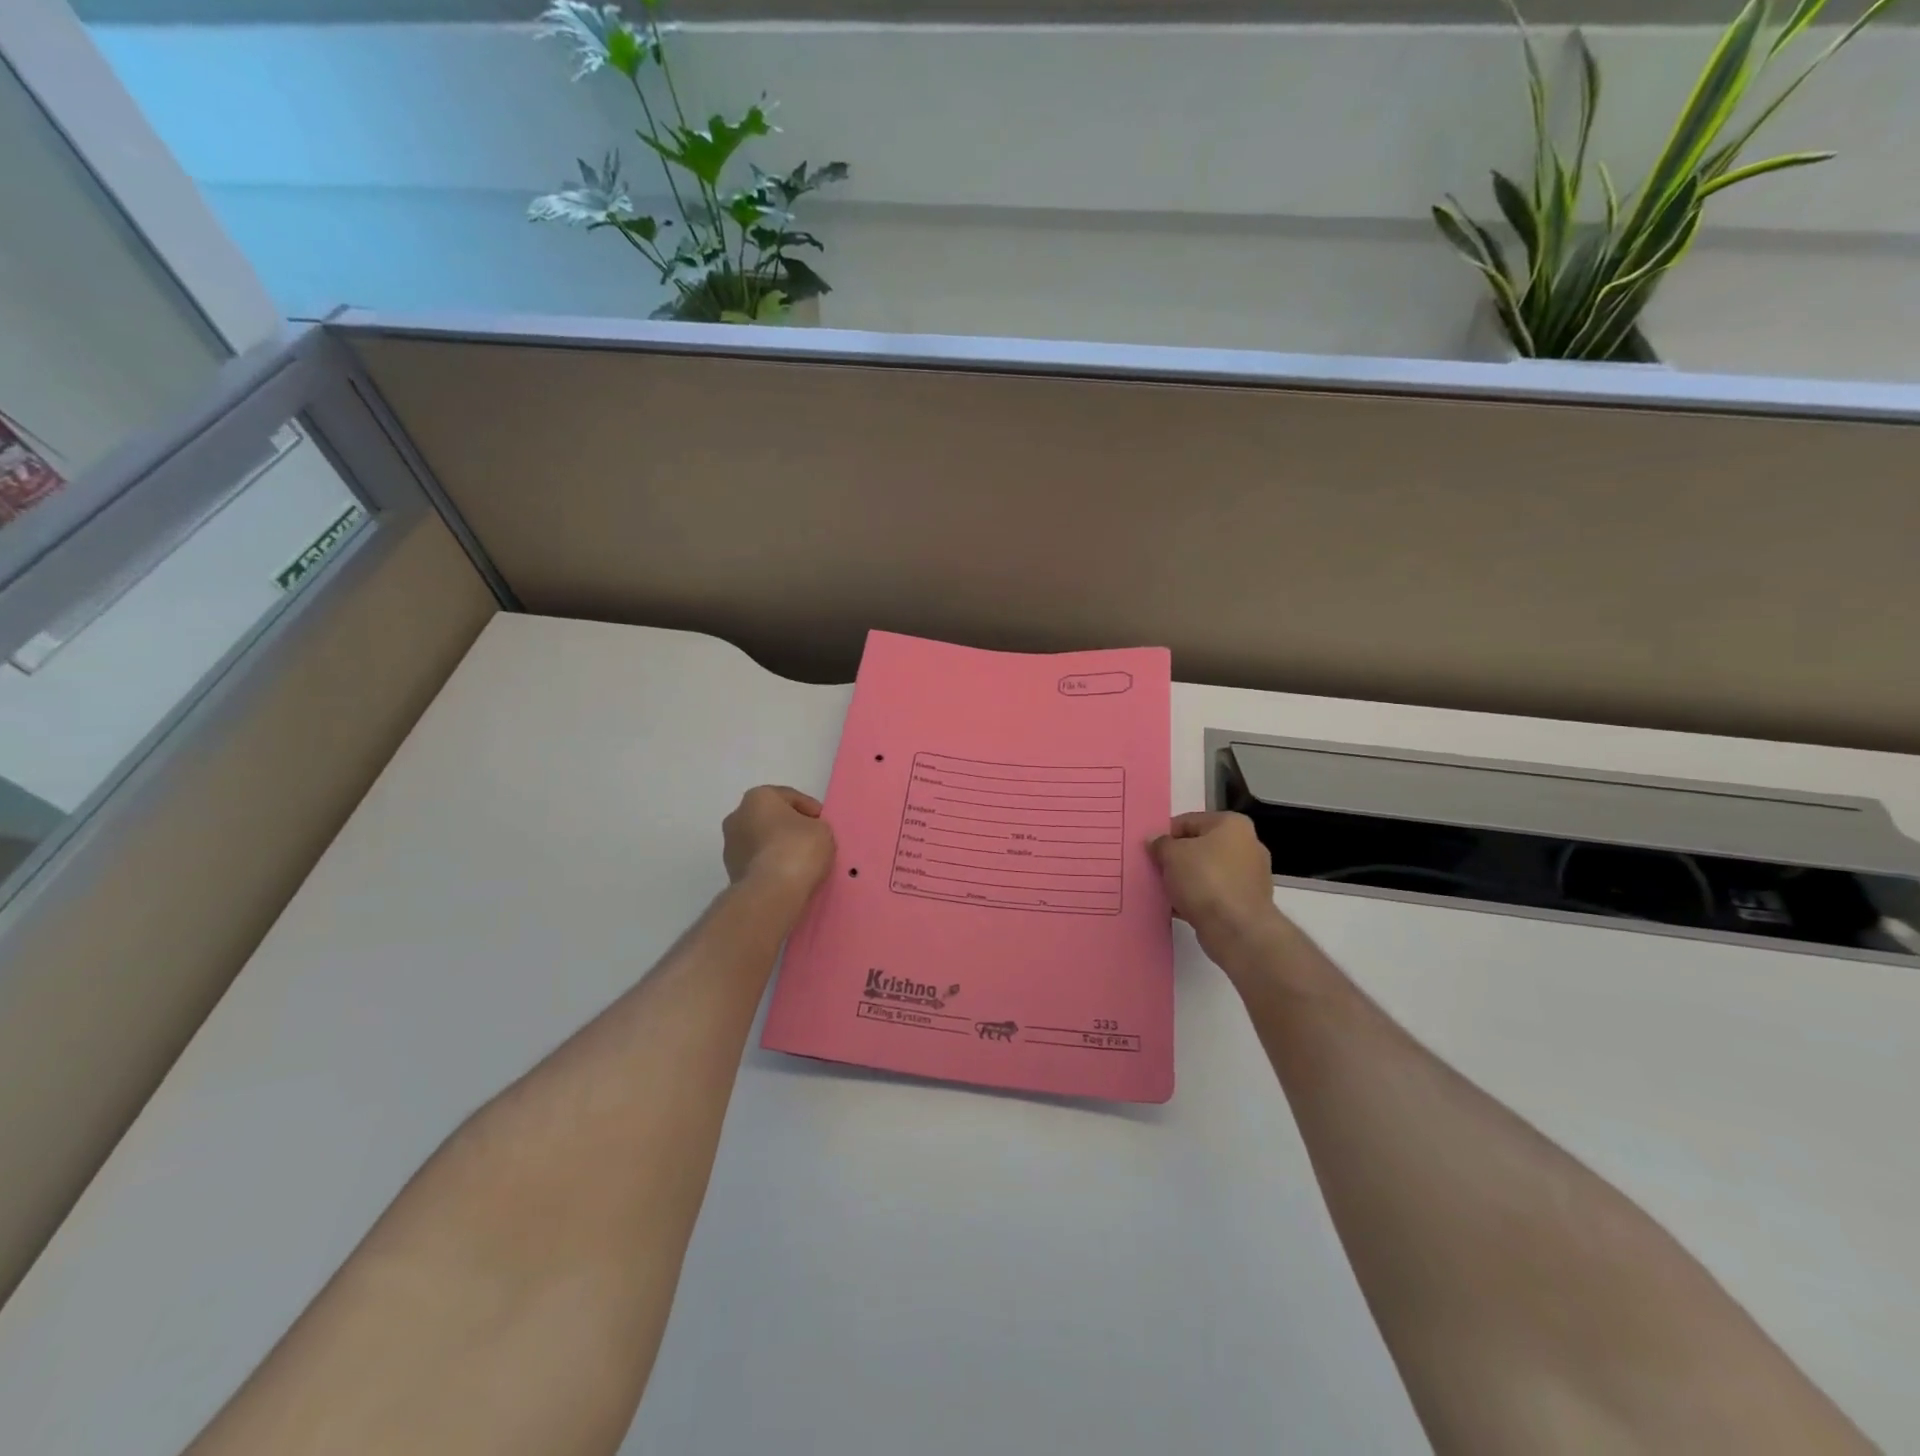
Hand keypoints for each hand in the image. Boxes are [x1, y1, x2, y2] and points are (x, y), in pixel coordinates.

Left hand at [723, 786, 834, 896]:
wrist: (771, 892)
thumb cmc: (797, 849)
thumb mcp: (822, 829)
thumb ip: (815, 825)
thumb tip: (806, 833)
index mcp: (758, 797)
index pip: (790, 797)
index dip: (810, 808)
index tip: (822, 822)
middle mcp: (737, 817)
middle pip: (771, 818)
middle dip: (789, 827)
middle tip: (811, 840)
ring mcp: (730, 846)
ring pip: (761, 841)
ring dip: (778, 847)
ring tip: (801, 861)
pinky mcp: (731, 872)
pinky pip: (758, 862)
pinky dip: (771, 865)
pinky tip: (788, 875)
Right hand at [1148, 812, 1288, 965]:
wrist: (1237, 929)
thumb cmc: (1205, 880)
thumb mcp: (1172, 854)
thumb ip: (1160, 843)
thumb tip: (1155, 840)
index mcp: (1232, 824)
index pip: (1189, 821)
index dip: (1166, 834)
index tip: (1150, 849)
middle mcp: (1247, 845)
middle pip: (1199, 847)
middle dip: (1176, 858)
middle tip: (1154, 869)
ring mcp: (1250, 876)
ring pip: (1206, 872)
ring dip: (1184, 880)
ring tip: (1162, 890)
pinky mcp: (1246, 903)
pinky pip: (1213, 894)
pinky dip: (1196, 898)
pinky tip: (1176, 907)